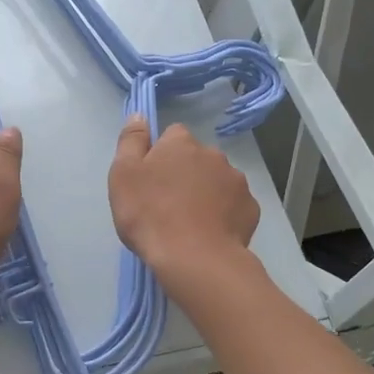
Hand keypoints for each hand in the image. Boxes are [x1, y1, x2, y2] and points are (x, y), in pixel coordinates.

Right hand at [108, 117, 257, 280]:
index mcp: (181, 143)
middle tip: (168, 204)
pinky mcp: (250, 208)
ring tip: (190, 223)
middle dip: (186, 174)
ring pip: (217, 181)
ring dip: (206, 193)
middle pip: (196, 158)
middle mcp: (213, 154)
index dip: (160, 155)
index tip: (151, 179)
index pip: (172, 136)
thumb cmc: (150, 214)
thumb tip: (139, 115)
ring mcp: (236, 181)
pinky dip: (224, 214)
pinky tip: (210, 233)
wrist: (194, 258)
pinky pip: (234, 205)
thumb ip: (131, 141)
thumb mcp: (123, 175)